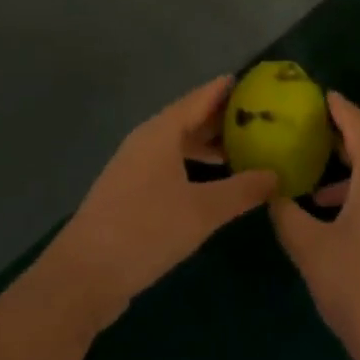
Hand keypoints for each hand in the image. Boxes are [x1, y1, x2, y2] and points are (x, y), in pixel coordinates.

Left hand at [43, 76, 276, 332]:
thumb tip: (276, 175)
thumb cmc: (145, 231)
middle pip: (189, 118)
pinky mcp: (130, 191)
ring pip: (178, 143)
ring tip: (243, 148)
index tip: (257, 82)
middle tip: (260, 117)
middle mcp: (147, 141)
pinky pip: (170, 164)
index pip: (201, 98)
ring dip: (208, 144)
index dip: (228, 89)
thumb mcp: (202, 211)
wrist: (83, 276)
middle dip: (223, 117)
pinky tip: (213, 181)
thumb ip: (242, 190)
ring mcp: (135, 167)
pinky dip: (194, 164)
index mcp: (161, 132)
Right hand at [270, 93, 359, 359]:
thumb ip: (287, 214)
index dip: (340, 110)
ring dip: (355, 178)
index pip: (359, 126)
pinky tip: (349, 224)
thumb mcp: (311, 250)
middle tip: (313, 139)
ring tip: (320, 195)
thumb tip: (273, 191)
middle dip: (344, 144)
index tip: (323, 96)